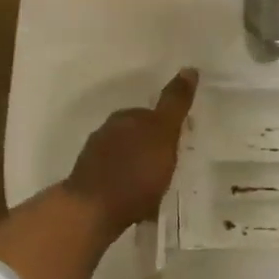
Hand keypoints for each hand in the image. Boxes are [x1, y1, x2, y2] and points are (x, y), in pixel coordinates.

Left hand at [65, 69, 198, 233]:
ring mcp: (95, 157)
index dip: (168, 127)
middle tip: (171, 164)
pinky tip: (139, 201)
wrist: (93, 209)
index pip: (151, 114)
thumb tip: (189, 68)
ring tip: (156, 185)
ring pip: (125, 156)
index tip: (181, 141)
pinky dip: (128, 184)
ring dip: (139, 166)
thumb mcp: (163, 133)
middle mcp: (107, 131)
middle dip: (152, 146)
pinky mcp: (90, 182)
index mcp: (125, 117)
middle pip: (136, 134)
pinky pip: (117, 178)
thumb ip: (175, 103)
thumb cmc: (135, 171)